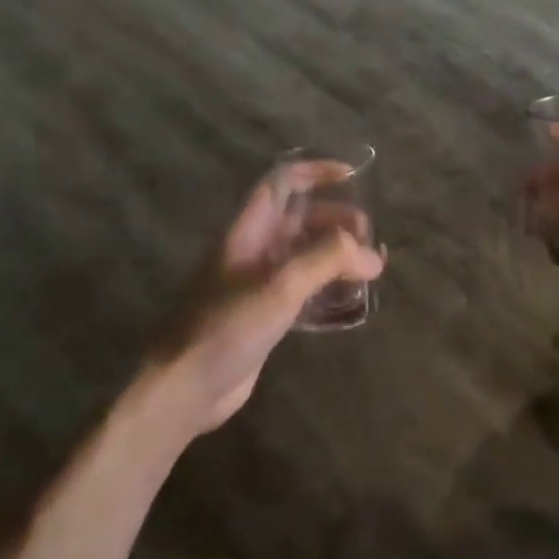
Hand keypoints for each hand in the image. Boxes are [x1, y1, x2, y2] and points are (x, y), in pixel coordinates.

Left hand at [149, 168, 385, 437]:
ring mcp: (258, 282)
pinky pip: (304, 287)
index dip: (316, 171)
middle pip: (301, 217)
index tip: (352, 176)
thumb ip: (328, 260)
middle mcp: (254, 248)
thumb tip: (374, 256)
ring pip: (305, 253)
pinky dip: (329, 285)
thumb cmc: (227, 325)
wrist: (183, 387)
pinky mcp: (265, 313)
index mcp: (249, 229)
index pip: (283, 182)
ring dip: (337, 254)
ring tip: (371, 267)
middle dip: (337, 220)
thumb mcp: (281, 285)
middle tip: (370, 240)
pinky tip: (352, 298)